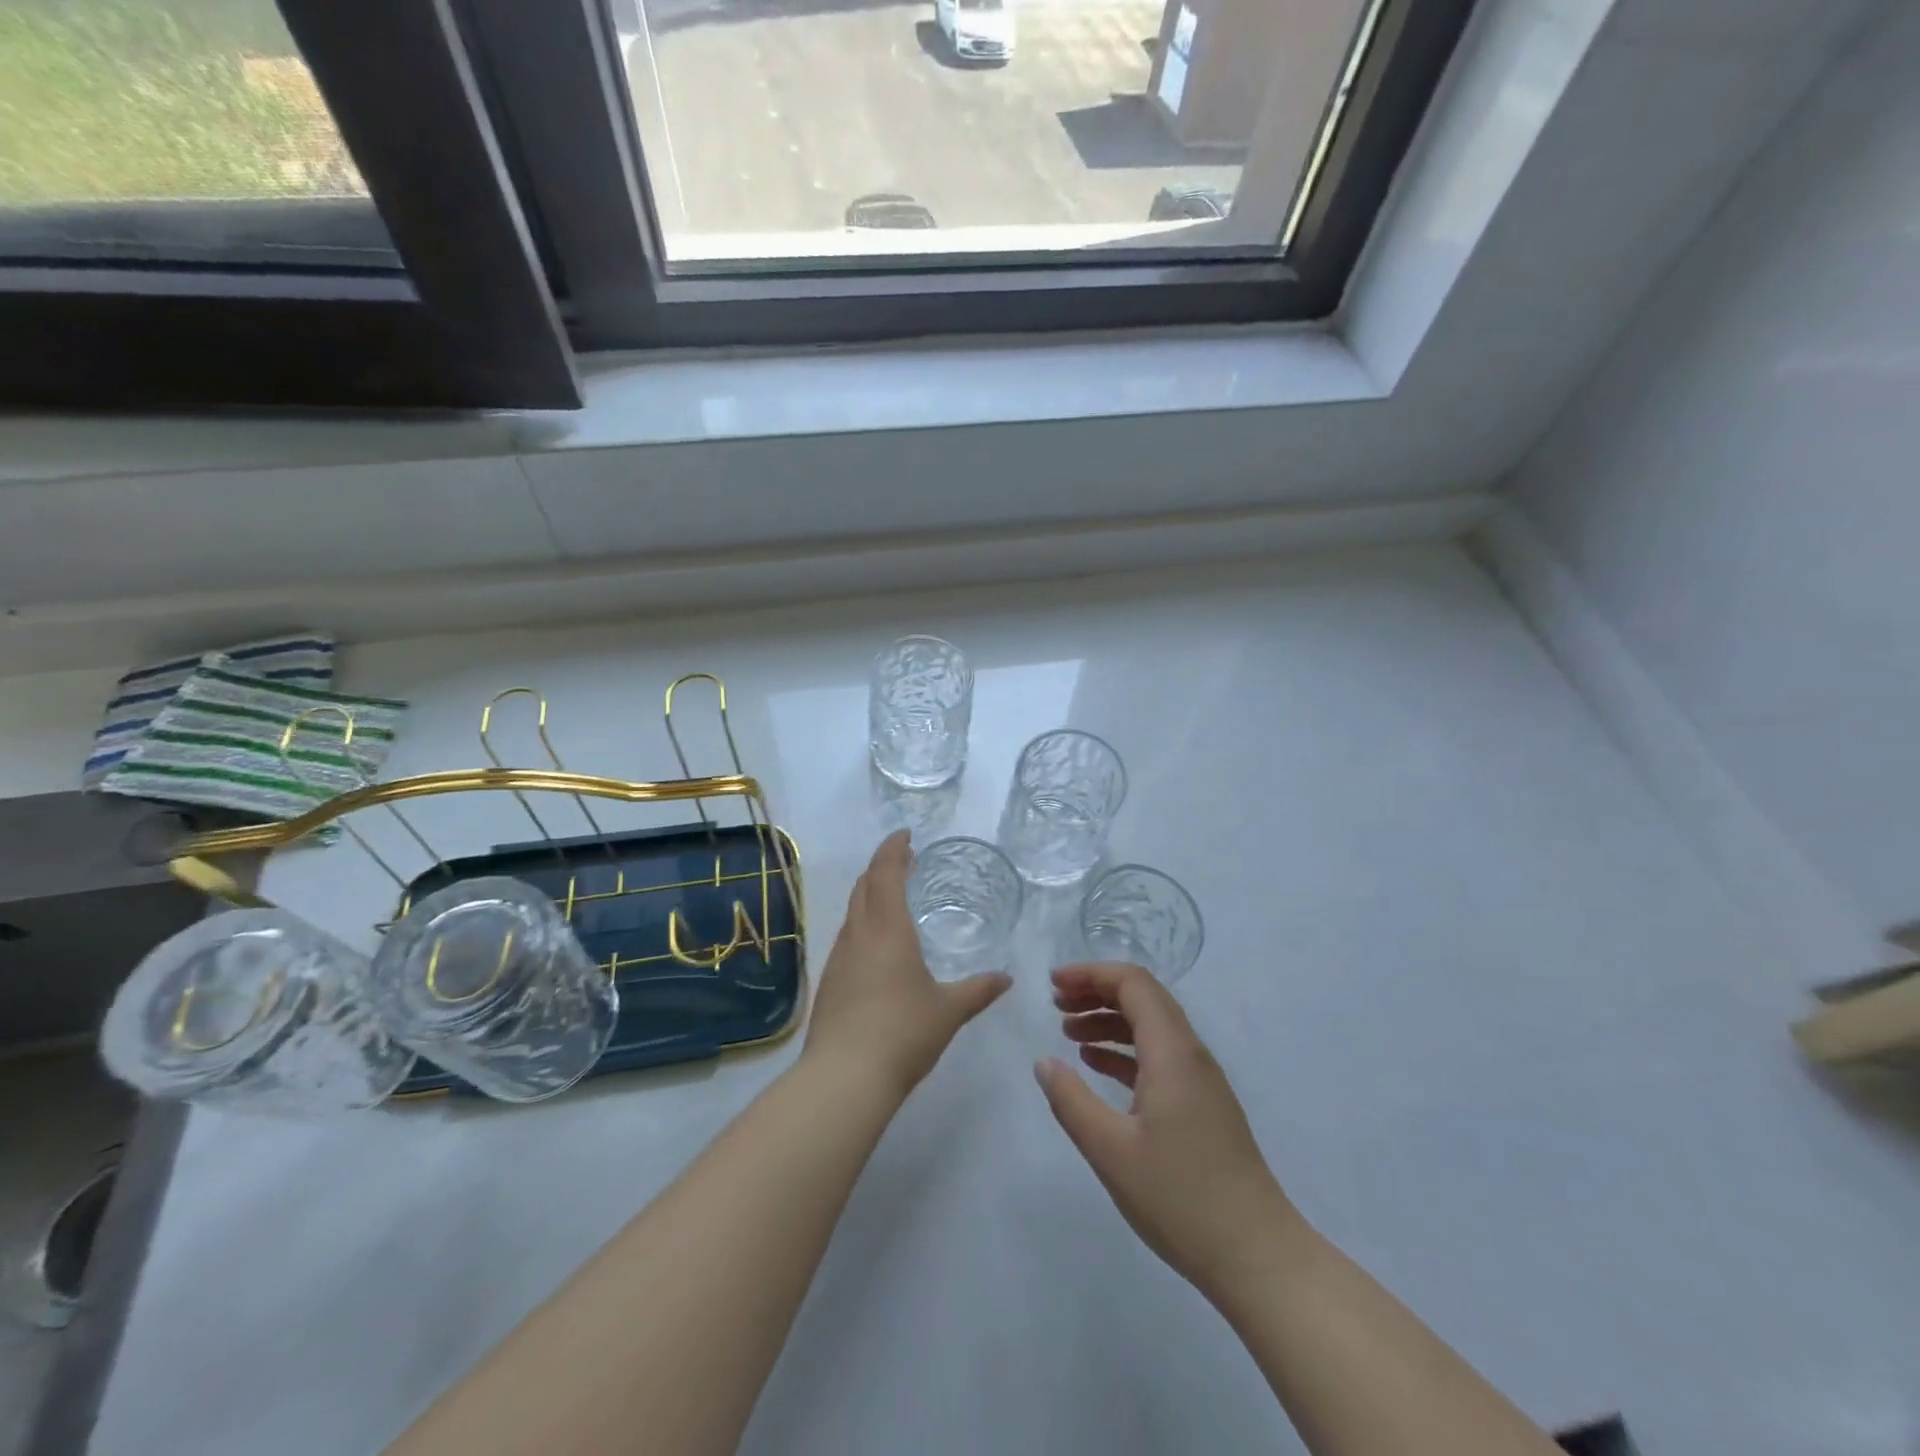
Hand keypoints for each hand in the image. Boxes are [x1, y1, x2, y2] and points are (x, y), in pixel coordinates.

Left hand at [802, 831, 1010, 1100]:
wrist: (843, 1077)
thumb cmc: (902, 1033)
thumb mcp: (949, 1010)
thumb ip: (978, 990)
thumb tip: (1007, 979)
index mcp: (887, 929)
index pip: (885, 873)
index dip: (893, 848)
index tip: (905, 835)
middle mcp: (858, 935)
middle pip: (864, 886)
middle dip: (882, 867)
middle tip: (904, 861)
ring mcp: (839, 958)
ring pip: (852, 911)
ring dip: (870, 894)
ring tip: (893, 897)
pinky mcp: (829, 982)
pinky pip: (847, 937)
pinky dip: (863, 923)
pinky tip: (877, 946)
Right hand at [1034, 962, 1298, 1295]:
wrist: (1257, 1257)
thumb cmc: (1180, 1199)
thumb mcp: (1111, 1150)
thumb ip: (1071, 1101)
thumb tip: (1044, 1062)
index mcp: (1172, 1052)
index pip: (1133, 983)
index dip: (1091, 974)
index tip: (1053, 984)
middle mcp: (1190, 1054)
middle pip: (1143, 998)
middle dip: (1097, 992)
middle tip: (1055, 1004)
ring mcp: (1200, 1080)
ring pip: (1151, 1027)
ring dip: (1109, 1020)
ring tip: (1067, 1032)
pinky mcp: (1202, 1105)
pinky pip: (1158, 1056)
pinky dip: (1124, 1050)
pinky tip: (1096, 1065)